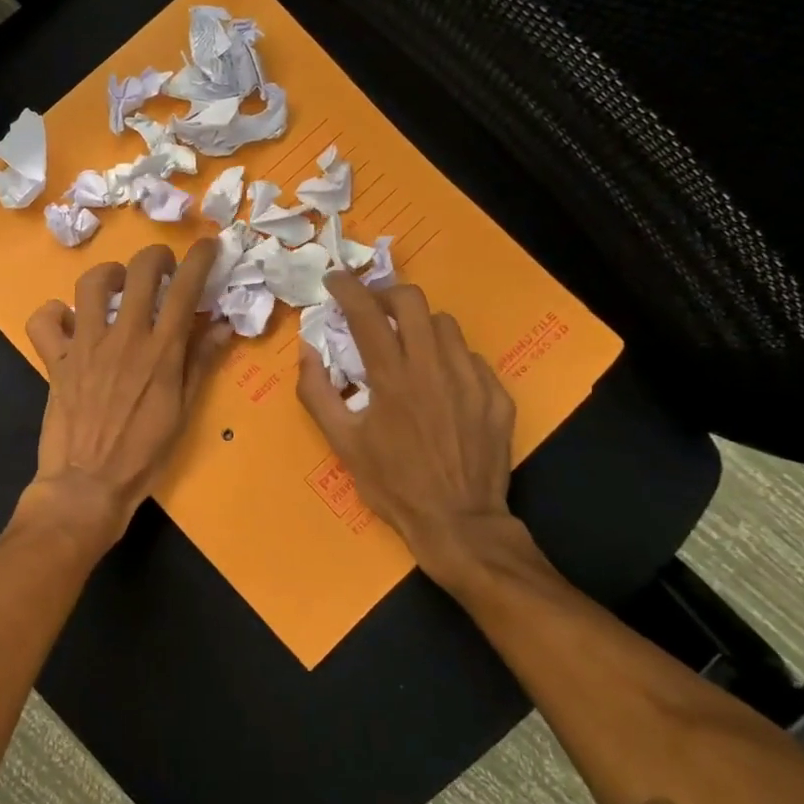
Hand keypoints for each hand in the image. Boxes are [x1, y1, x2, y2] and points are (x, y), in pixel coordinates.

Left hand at [24, 239, 233, 541]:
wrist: (88, 485)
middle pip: (139, 271)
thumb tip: (221, 325)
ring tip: (118, 287)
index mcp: (160, 351)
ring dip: (109, 275)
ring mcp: (85, 346)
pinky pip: (45, 321)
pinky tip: (69, 323)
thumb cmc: (143, 455)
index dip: (199, 259)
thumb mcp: (182, 411)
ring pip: (91, 284)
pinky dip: (55, 315)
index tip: (208, 246)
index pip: (184, 289)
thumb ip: (200, 362)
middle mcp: (123, 338)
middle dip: (155, 257)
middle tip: (161, 268)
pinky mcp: (55, 360)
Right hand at [297, 272, 541, 596]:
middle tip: (371, 309)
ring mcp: (471, 378)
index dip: (346, 288)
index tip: (333, 280)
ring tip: (408, 348)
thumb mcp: (342, 443)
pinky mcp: (496, 394)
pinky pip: (470, 357)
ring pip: (445, 324)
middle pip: (412, 300)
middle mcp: (434, 366)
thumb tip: (307, 350)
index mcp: (392, 377)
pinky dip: (449, 358)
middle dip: (385, 293)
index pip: (365, 312)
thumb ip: (317, 392)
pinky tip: (441, 385)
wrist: (459, 523)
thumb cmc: (393, 484)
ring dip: (419, 326)